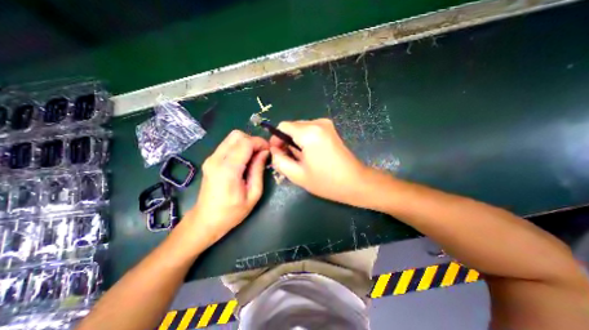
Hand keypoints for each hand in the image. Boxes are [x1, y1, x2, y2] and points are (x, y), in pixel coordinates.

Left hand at [189, 130, 268, 246]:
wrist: (205, 220)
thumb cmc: (232, 212)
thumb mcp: (253, 194)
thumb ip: (258, 170)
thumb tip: (265, 153)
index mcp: (228, 170)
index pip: (246, 142)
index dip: (260, 142)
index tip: (269, 150)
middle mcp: (216, 159)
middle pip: (237, 135)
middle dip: (253, 140)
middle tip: (262, 153)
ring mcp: (211, 158)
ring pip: (232, 138)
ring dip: (246, 143)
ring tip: (254, 156)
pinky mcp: (210, 160)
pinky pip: (227, 145)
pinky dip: (239, 147)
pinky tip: (245, 159)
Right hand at [269, 117, 379, 207]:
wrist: (355, 182)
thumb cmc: (326, 181)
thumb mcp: (297, 175)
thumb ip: (279, 160)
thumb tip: (274, 150)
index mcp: (309, 132)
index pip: (283, 126)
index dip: (276, 139)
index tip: (277, 153)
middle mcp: (318, 123)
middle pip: (292, 127)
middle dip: (286, 142)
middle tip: (289, 159)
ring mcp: (326, 125)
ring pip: (301, 129)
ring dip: (296, 142)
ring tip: (301, 160)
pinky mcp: (331, 129)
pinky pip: (310, 131)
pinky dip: (305, 141)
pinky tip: (310, 155)